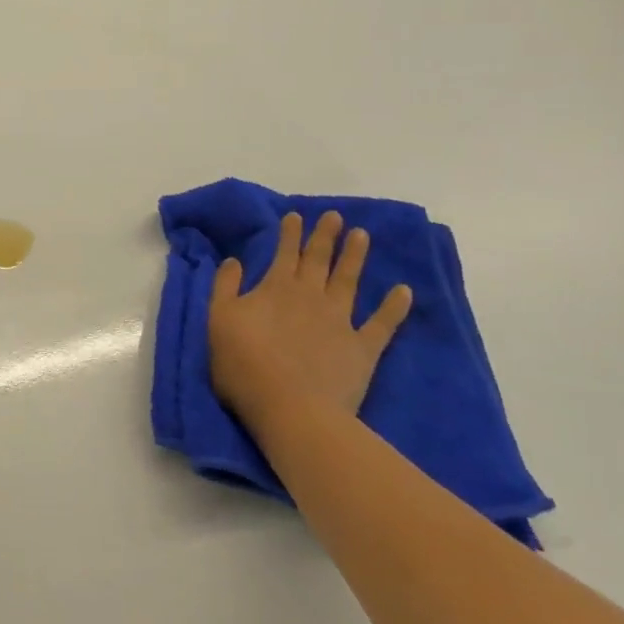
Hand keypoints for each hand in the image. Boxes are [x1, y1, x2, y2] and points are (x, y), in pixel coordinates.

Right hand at [208, 210, 412, 433]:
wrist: (290, 408)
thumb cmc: (244, 364)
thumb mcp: (219, 319)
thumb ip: (225, 287)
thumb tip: (234, 260)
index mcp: (275, 288)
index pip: (284, 253)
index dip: (290, 233)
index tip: (297, 215)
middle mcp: (310, 296)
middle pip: (318, 260)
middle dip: (324, 236)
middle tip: (335, 216)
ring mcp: (340, 321)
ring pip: (348, 280)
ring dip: (355, 257)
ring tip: (362, 235)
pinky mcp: (362, 349)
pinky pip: (382, 324)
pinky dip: (393, 307)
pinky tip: (404, 291)